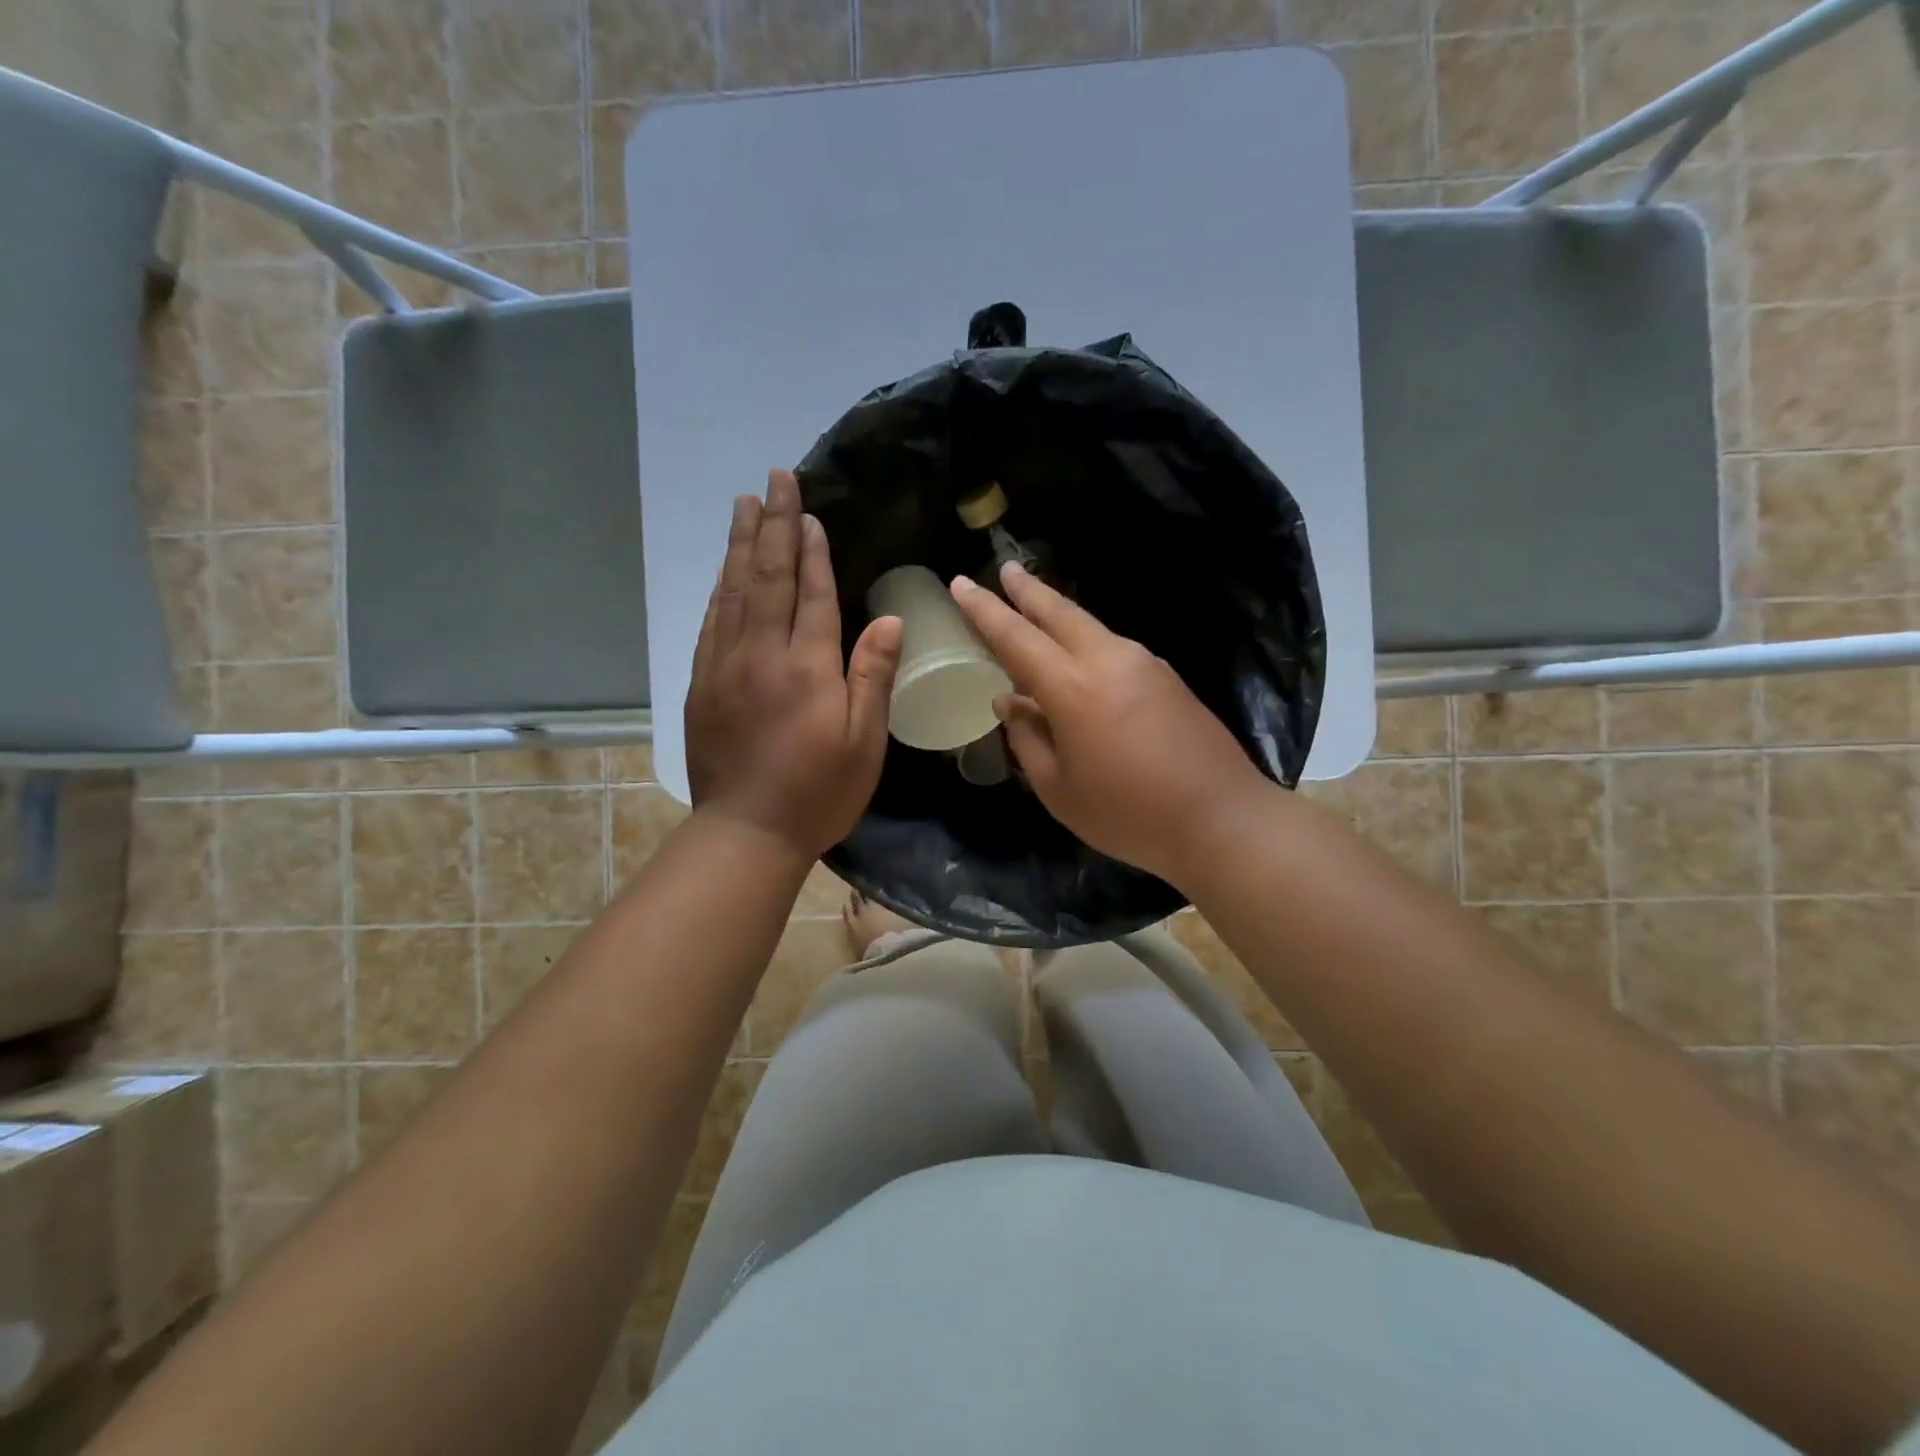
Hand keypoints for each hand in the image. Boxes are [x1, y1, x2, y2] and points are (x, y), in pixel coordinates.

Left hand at [685, 471, 902, 860]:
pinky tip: (724, 570)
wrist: (746, 832)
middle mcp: (760, 655)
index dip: (812, 550)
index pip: (810, 594)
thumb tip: (886, 618)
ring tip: (745, 506)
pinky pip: (710, 622)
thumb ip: (873, 676)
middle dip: (774, 526)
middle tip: (773, 481)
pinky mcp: (701, 684)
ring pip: (733, 592)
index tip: (810, 512)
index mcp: (806, 667)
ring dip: (741, 545)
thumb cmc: (818, 792)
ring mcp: (724, 666)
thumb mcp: (864, 742)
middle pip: (767, 578)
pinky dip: (720, 588)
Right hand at [950, 563, 1268, 885]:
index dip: (985, 610)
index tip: (960, 583)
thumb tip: (1009, 701)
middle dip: (1027, 589)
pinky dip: (1085, 639)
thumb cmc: (1129, 814)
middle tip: (1003, 569)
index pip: (1016, 637)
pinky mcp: (1167, 676)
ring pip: (1090, 625)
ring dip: (1057, 613)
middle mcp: (1109, 660)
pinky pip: (1112, 646)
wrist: (1222, 818)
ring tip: (1034, 607)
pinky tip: (1077, 655)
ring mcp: (1144, 663)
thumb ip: (1028, 738)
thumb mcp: (1059, 789)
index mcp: (1073, 688)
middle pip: (1060, 611)